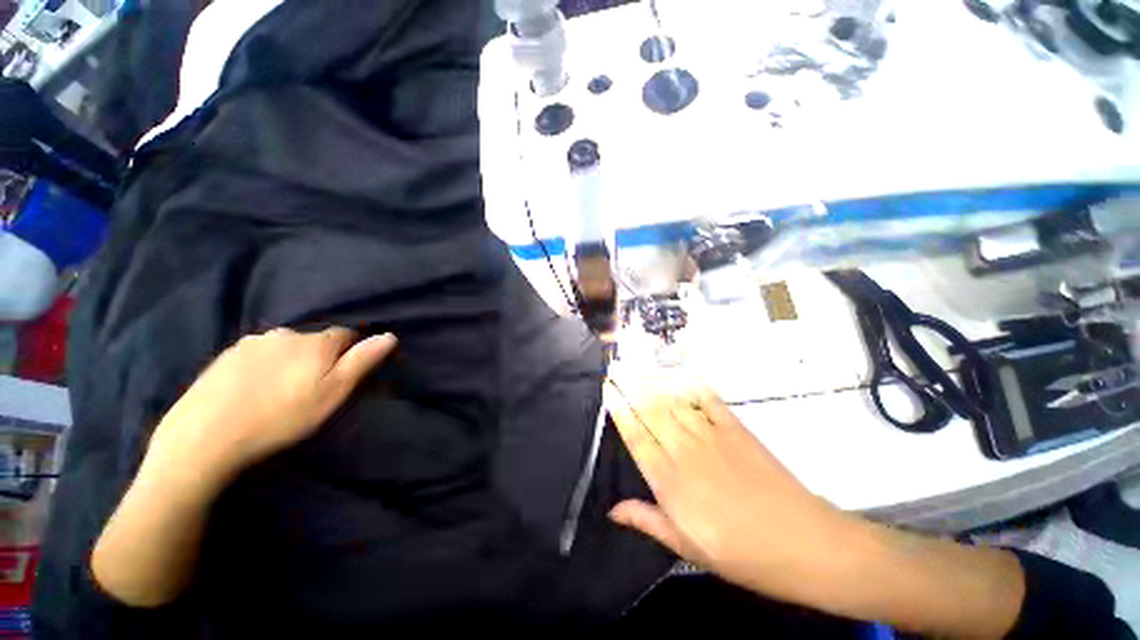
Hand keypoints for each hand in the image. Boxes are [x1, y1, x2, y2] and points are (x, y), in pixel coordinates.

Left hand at [148, 327, 397, 485]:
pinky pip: (258, 355)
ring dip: (290, 360)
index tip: (344, 374)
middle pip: (314, 341)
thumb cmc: (281, 416)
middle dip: (319, 357)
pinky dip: (264, 366)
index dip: (350, 352)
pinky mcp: (225, 356)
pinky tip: (254, 390)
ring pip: (284, 347)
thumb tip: (390, 335)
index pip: (346, 335)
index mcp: (315, 342)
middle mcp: (285, 334)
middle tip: (311, 388)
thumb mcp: (333, 392)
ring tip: (281, 390)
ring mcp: (251, 343)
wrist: (205, 437)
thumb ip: (362, 361)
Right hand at [603, 366, 854, 604]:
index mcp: (670, 481)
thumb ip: (648, 521)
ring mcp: (711, 436)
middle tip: (616, 368)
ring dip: (653, 383)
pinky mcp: (736, 429)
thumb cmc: (741, 554)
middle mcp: (684, 451)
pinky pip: (708, 400)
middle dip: (630, 388)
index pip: (636, 436)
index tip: (608, 390)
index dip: (619, 411)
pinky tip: (681, 375)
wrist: (803, 543)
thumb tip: (613, 510)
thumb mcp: (688, 548)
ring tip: (637, 367)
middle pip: (651, 412)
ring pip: (674, 402)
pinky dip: (693, 386)